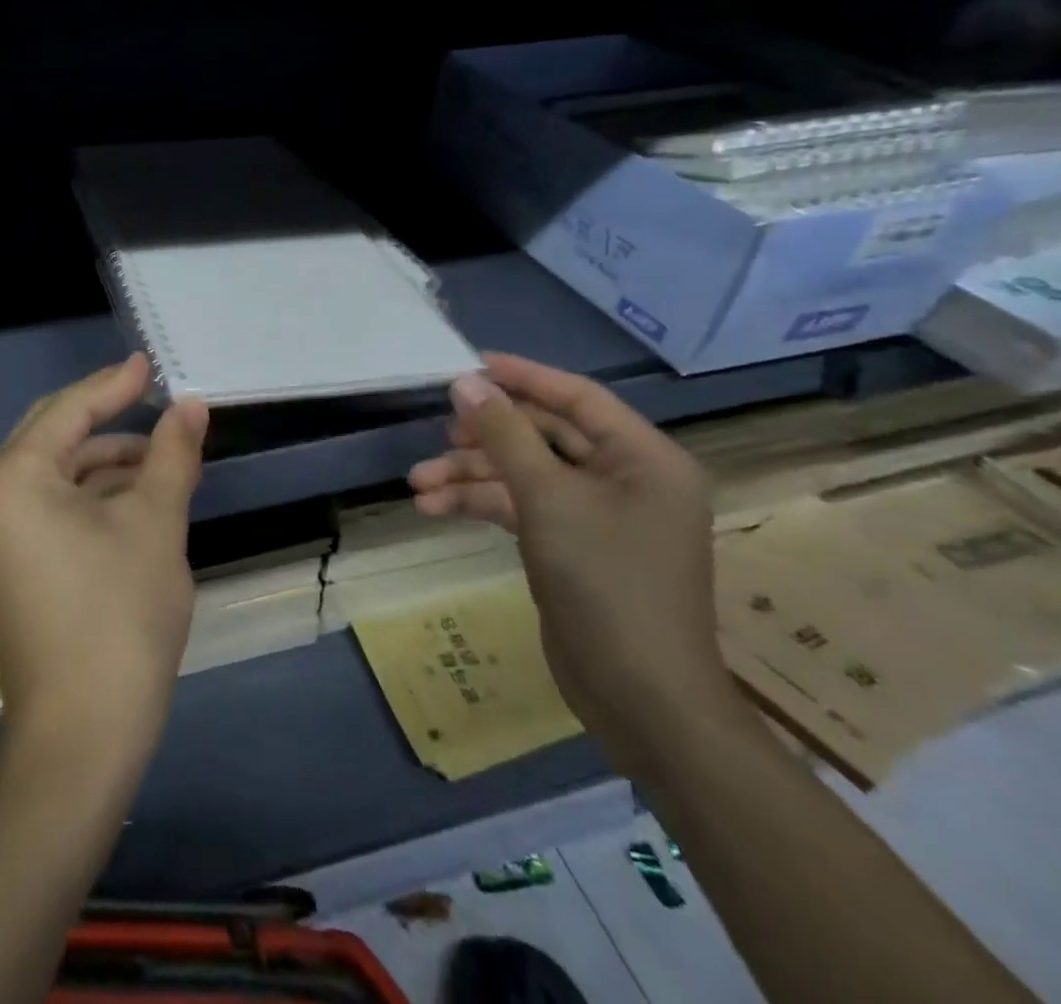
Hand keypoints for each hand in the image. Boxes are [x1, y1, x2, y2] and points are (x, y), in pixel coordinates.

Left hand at [0, 354, 208, 771]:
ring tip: (166, 460)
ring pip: (58, 474)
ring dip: (109, 463)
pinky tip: (138, 498)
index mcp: (12, 476)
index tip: (152, 363)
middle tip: (161, 402)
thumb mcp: (155, 522)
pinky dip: (94, 496)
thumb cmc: (119, 615)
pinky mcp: (9, 562)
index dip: (116, 384)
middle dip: (111, 421)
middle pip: (56, 435)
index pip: (70, 410)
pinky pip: (52, 506)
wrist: (82, 735)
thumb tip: (192, 406)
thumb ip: (172, 454)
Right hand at [407, 353, 738, 776]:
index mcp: (643, 457)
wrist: (640, 696)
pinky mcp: (571, 545)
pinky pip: (521, 507)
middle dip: (484, 438)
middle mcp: (625, 478)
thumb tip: (465, 382)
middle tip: (439, 434)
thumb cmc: (606, 582)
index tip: (467, 364)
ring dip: (471, 476)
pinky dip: (480, 505)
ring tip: (418, 484)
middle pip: (543, 436)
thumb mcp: (547, 498)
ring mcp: (597, 515)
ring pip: (523, 474)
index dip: (521, 376)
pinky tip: (434, 509)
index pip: (577, 397)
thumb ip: (504, 435)